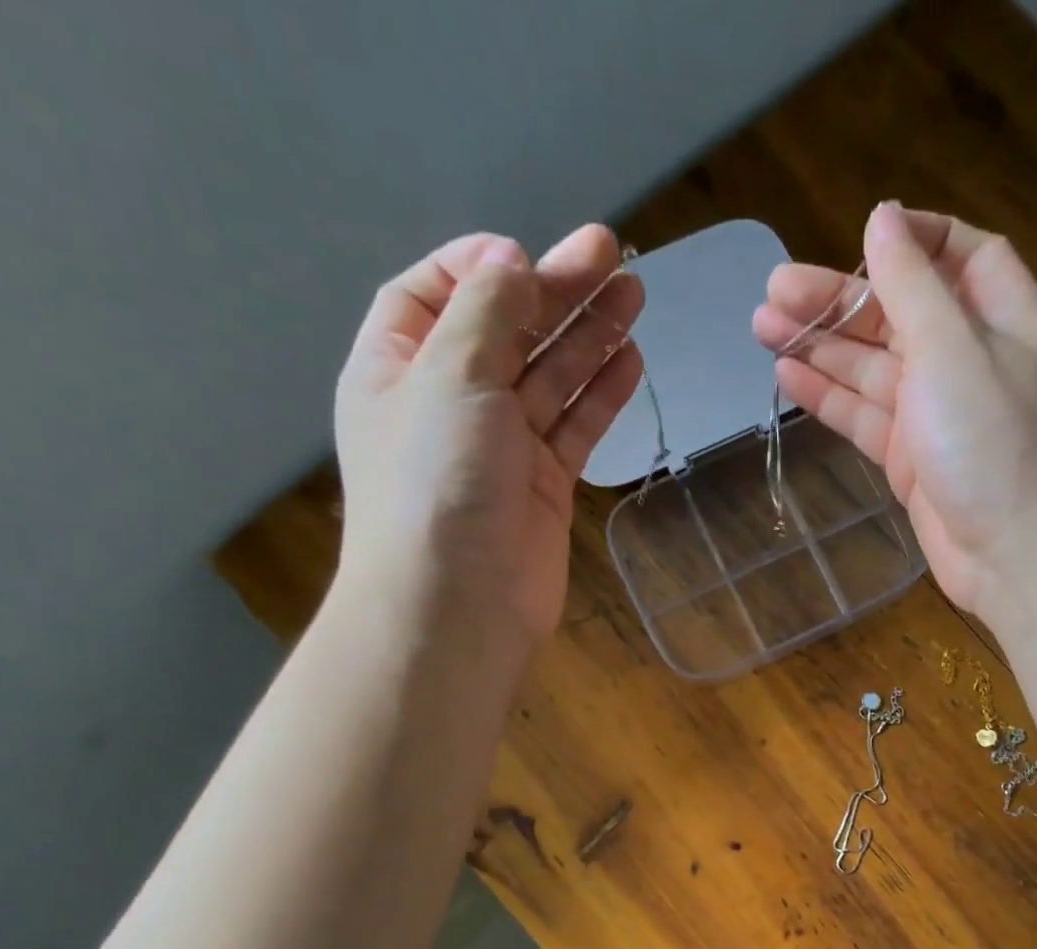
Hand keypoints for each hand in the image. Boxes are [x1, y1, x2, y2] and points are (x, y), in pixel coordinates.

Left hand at [334, 225, 643, 652]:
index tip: (532, 257)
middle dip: (557, 292)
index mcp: (400, 367)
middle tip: (614, 256)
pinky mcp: (543, 485)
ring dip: (589, 337)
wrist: (460, 604)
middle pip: (508, 331)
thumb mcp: (450, 377)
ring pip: (549, 378)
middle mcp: (449, 402)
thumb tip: (509, 262)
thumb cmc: (438, 482)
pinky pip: (573, 427)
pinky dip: (599, 395)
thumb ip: (484, 313)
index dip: (485, 267)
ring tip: (635, 297)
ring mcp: (501, 447)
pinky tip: (629, 360)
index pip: (438, 293)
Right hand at [753, 203, 1036, 620]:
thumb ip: (912, 283)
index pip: (959, 255)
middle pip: (898, 313)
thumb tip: (883, 217)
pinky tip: (788, 377)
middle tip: (773, 292)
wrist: (1013, 552)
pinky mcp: (912, 459)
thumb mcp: (952, 347)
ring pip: (873, 367)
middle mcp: (969, 359)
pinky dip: (830, 397)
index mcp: (1001, 316)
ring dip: (822, 346)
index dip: (910, 240)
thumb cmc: (992, 439)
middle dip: (839, 299)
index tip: (860, 235)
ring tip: (763, 327)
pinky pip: (866, 416)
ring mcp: (937, 413)